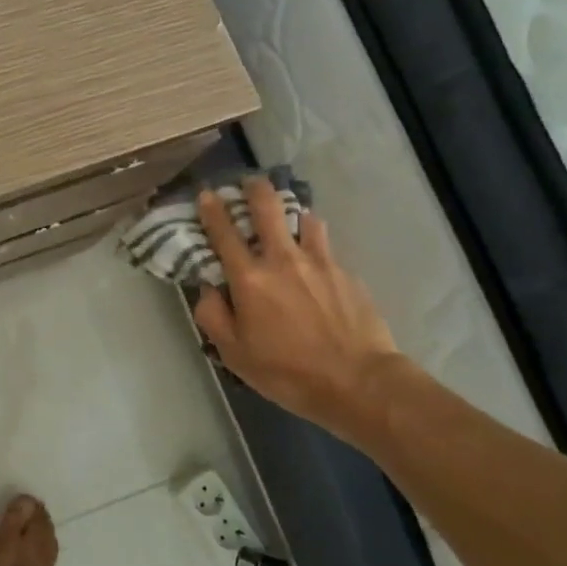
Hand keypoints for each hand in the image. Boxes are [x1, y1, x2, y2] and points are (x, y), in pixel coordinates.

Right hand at [191, 180, 402, 439]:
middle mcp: (283, 259)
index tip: (206, 193)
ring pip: (304, 219)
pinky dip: (316, 248)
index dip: (212, 209)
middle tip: (249, 182)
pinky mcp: (347, 274)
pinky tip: (317, 268)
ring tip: (289, 221)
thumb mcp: (235, 354)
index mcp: (250, 278)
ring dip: (292, 214)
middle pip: (267, 207)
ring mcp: (320, 262)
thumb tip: (209, 290)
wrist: (360, 383)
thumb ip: (213, 316)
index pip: (224, 232)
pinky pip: (326, 249)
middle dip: (254, 188)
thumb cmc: (288, 372)